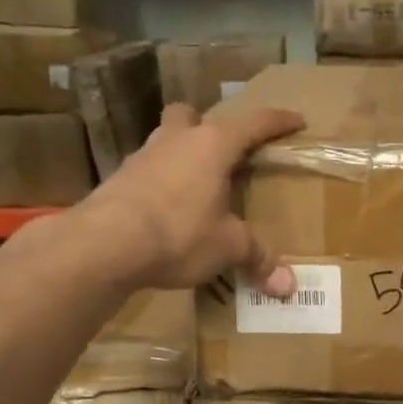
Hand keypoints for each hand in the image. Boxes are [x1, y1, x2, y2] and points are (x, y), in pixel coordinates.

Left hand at [73, 101, 305, 294]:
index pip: (254, 123)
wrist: (105, 243)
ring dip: (180, 154)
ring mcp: (142, 157)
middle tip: (221, 152)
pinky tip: (165, 209)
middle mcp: (176, 140)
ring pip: (164, 140)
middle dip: (207, 126)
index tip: (297, 120)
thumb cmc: (179, 232)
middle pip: (192, 116)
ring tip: (194, 185)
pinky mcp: (118, 180)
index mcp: (212, 145)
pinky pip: (146, 171)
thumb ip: (257, 258)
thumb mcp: (227, 247)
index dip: (278, 121)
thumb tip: (288, 287)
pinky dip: (160, 183)